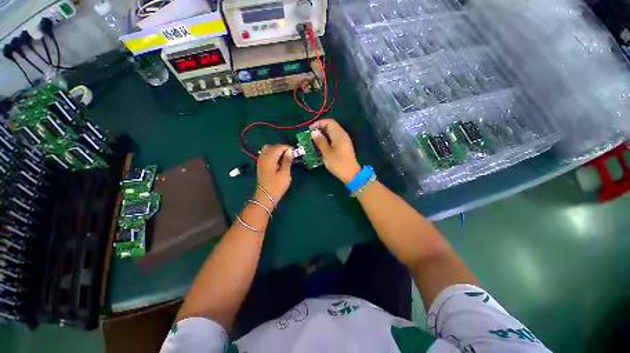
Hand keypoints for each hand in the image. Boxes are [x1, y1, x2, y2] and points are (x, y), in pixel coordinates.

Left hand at [256, 145, 293, 207]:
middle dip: (282, 148)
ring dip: (277, 150)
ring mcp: (260, 161)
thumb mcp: (285, 173)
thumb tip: (290, 151)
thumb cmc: (277, 186)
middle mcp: (263, 157)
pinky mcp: (261, 165)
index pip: (278, 147)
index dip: (287, 148)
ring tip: (285, 157)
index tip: (295, 152)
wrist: (265, 197)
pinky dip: (272, 154)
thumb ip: (287, 161)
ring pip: (268, 149)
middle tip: (291, 155)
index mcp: (269, 158)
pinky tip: (278, 160)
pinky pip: (266, 154)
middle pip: (272, 146)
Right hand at [310, 119, 360, 182]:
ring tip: (314, 141)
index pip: (329, 122)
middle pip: (331, 126)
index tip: (310, 130)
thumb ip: (320, 141)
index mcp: (339, 134)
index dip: (319, 123)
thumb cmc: (338, 163)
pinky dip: (327, 139)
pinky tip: (322, 146)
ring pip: (333, 132)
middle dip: (320, 129)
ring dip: (323, 134)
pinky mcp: (344, 146)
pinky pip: (335, 138)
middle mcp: (342, 135)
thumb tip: (314, 132)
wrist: (351, 174)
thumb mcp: (327, 153)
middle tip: (311, 136)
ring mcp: (344, 140)